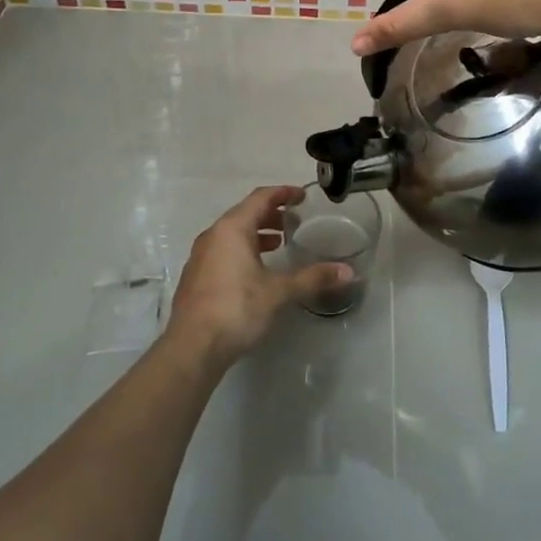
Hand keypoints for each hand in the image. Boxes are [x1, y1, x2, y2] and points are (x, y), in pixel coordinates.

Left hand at [165, 186, 349, 368]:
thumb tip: (348, 272)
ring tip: (279, 243)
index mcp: (232, 229)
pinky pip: (223, 250)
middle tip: (293, 220)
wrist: (192, 348)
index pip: (260, 198)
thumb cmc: (236, 309)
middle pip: (245, 213)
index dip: (283, 193)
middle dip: (270, 213)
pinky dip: (242, 249)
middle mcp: (213, 235)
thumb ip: (313, 278)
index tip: (302, 196)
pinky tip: (256, 270)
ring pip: (232, 233)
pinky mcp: (196, 276)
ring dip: (256, 233)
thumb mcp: (279, 292)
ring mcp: (200, 256)